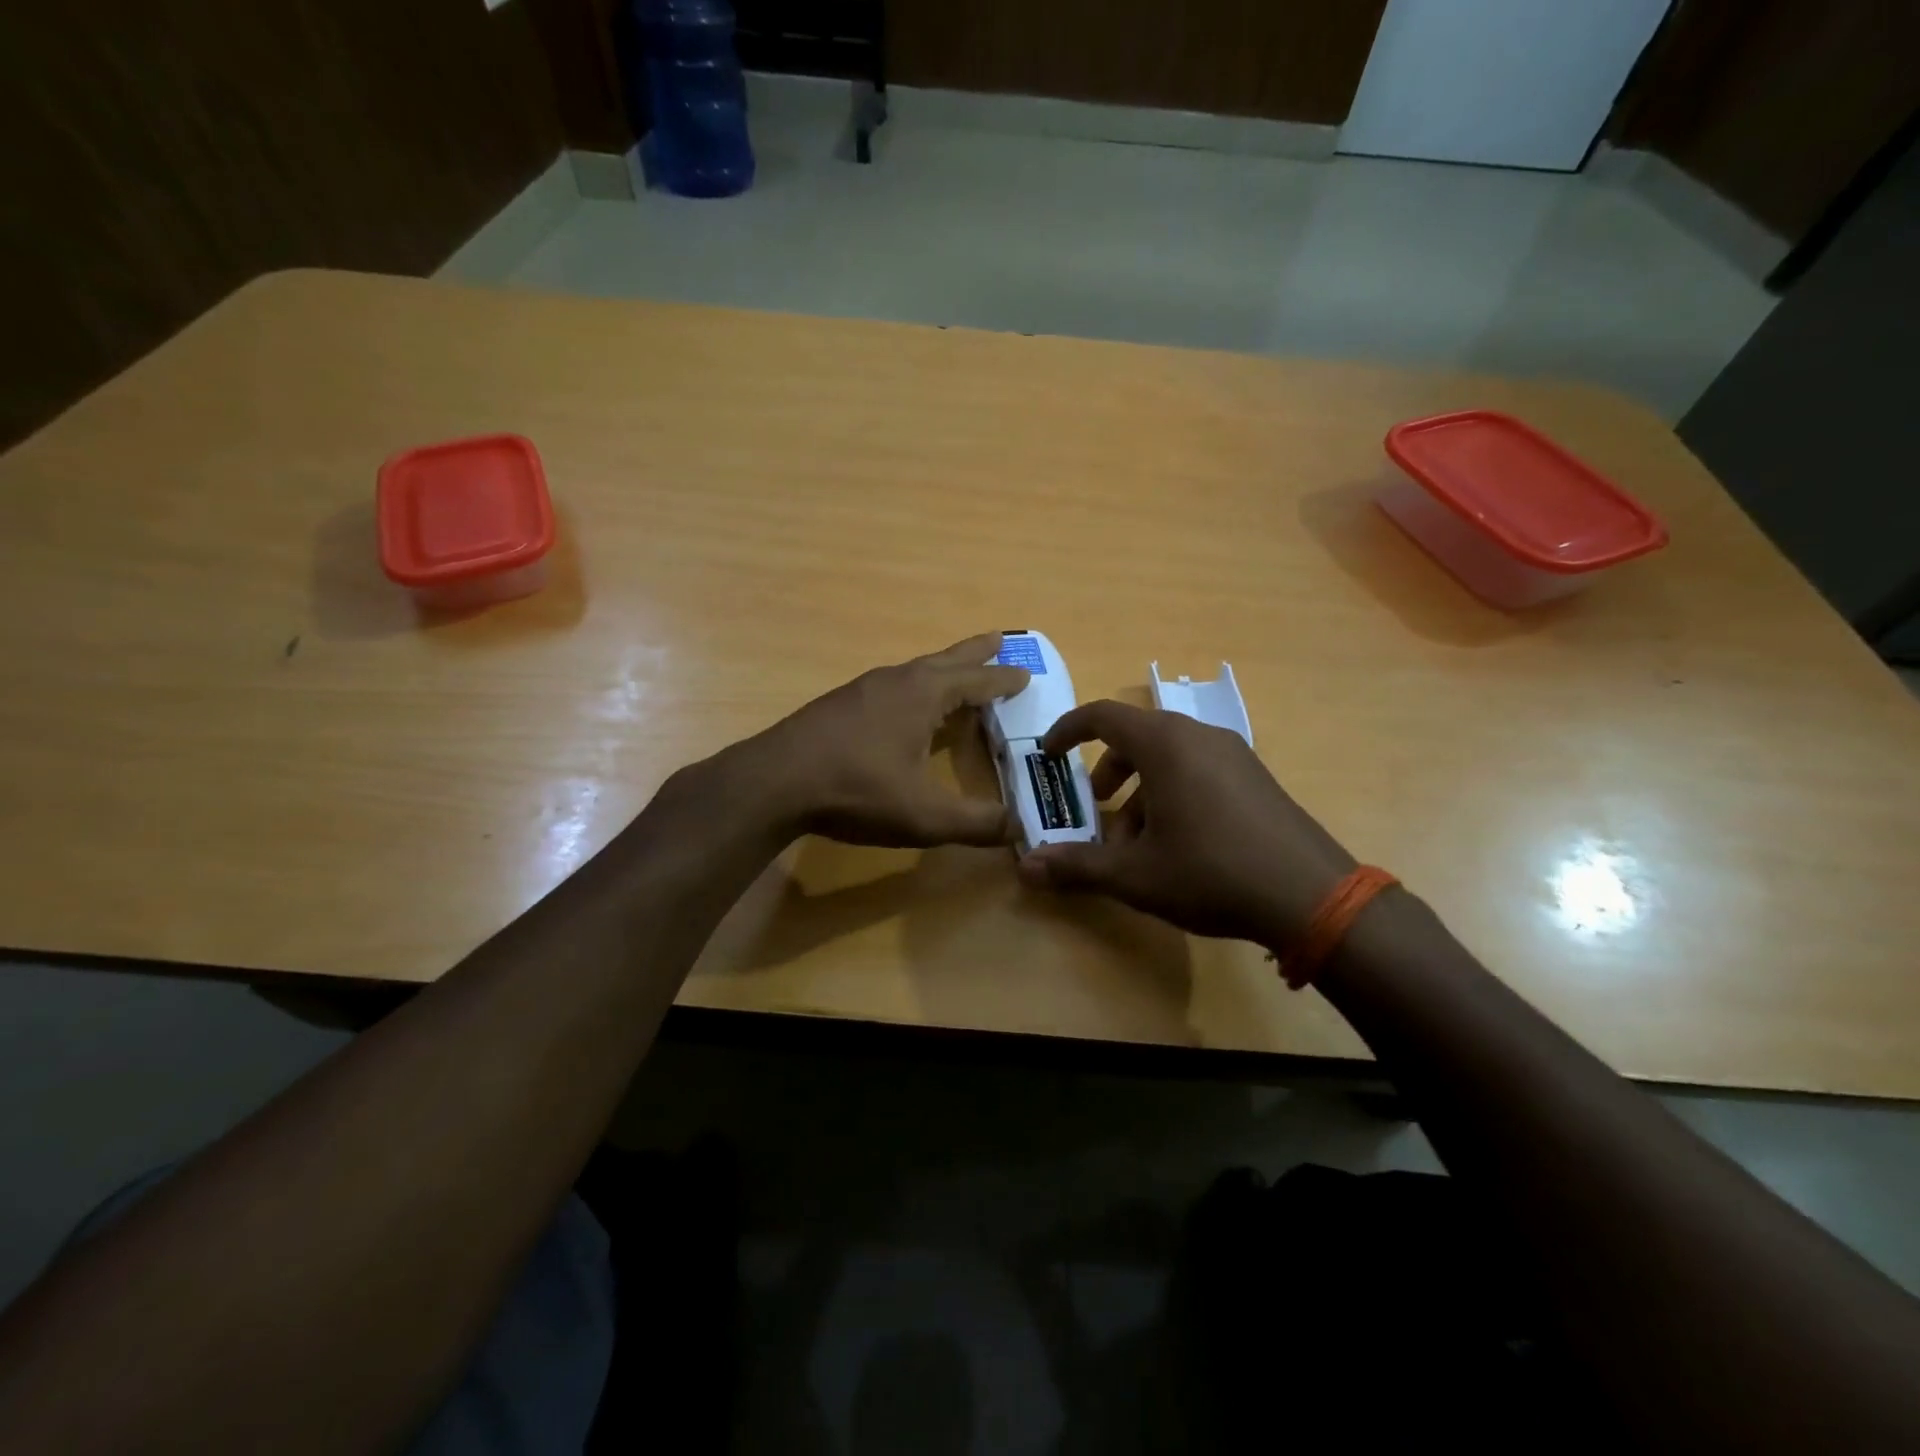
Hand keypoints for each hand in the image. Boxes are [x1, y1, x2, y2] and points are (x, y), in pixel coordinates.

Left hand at [749, 632, 1029, 847]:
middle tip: (1000, 639)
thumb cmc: (856, 791)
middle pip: (946, 659)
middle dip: (976, 652)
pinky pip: (891, 685)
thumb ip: (976, 823)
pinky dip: (914, 687)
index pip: (976, 680)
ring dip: (942, 668)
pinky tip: (904, 706)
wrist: (774, 782)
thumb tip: (1021, 829)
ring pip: (914, 670)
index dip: (1003, 679)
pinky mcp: (839, 704)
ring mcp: (862, 689)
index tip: (1026, 673)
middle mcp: (896, 681)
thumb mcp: (924, 816)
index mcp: (923, 695)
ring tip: (957, 673)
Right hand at [1016, 700, 1355, 947]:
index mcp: (1165, 744)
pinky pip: (1199, 771)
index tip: (1049, 754)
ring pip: (1170, 758)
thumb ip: (1077, 867)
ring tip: (1136, 842)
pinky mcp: (1256, 778)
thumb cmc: (1210, 872)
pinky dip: (1173, 793)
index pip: (1103, 715)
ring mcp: (1234, 755)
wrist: (1312, 896)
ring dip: (1141, 789)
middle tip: (1095, 807)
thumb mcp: (1135, 875)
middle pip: (1137, 737)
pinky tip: (1178, 845)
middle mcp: (1199, 736)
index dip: (1068, 730)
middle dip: (1107, 771)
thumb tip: (1026, 868)